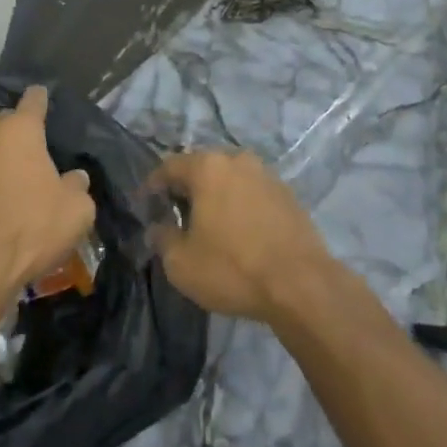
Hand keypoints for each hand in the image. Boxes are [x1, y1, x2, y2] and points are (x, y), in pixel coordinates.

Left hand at [0, 85, 94, 309]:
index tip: (42, 99)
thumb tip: (74, 177)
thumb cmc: (30, 232)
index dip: (40, 100)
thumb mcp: (76, 212)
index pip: (34, 101)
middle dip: (12, 136)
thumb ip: (78, 186)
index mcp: (20, 130)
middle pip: (2, 123)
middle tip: (23, 161)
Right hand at [146, 151, 332, 323]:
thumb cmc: (233, 269)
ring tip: (208, 224)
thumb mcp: (181, 263)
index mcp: (207, 167)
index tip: (144, 205)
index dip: (152, 186)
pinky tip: (238, 231)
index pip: (168, 166)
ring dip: (215, 195)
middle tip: (174, 214)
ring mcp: (267, 175)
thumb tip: (158, 228)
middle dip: (185, 188)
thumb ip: (162, 238)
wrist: (302, 286)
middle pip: (201, 168)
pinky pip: (252, 193)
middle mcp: (237, 160)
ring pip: (229, 179)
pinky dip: (239, 205)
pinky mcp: (288, 194)